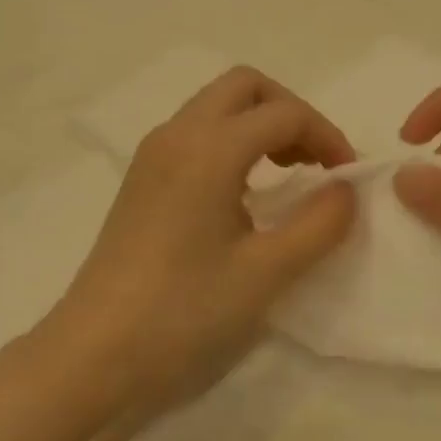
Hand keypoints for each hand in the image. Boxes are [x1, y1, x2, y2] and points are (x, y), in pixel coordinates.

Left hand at [40, 67, 357, 406]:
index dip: (327, 136)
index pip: (284, 113)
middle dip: (289, 111)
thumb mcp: (266, 273)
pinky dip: (231, 141)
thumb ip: (319, 224)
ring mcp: (153, 154)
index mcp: (209, 148)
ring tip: (288, 173)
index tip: (347, 178)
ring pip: (216, 106)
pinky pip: (196, 132)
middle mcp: (177, 134)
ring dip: (259, 124)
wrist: (93, 354)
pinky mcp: (142, 178)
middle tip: (314, 160)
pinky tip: (244, 192)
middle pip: (244, 86)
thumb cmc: (183, 312)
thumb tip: (345, 189)